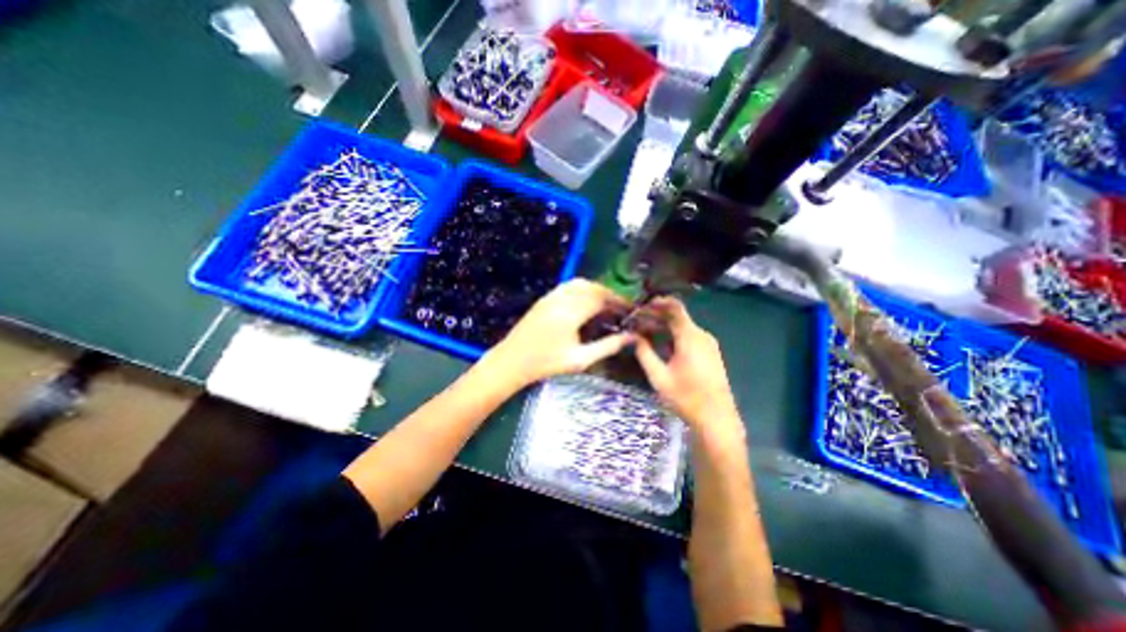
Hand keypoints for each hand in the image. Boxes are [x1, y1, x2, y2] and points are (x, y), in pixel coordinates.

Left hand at [486, 279, 635, 387]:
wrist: (511, 361)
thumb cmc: (546, 364)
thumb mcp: (580, 359)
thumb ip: (607, 346)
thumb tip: (631, 338)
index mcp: (571, 313)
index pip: (601, 298)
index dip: (618, 301)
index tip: (630, 308)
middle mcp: (561, 299)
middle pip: (592, 287)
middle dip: (609, 294)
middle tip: (620, 308)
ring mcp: (551, 297)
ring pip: (579, 283)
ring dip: (595, 290)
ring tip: (605, 305)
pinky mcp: (544, 299)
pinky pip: (568, 286)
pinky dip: (582, 290)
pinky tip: (585, 304)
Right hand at [638, 298, 744, 430]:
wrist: (716, 419)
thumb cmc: (685, 398)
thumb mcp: (658, 376)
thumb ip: (644, 352)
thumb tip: (632, 336)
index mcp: (690, 337)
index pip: (675, 307)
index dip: (657, 303)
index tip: (640, 307)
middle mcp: (702, 335)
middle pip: (677, 317)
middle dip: (655, 316)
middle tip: (636, 322)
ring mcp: (708, 344)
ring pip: (682, 326)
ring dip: (663, 327)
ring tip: (643, 333)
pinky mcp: (710, 353)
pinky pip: (689, 336)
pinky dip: (673, 335)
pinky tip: (660, 345)